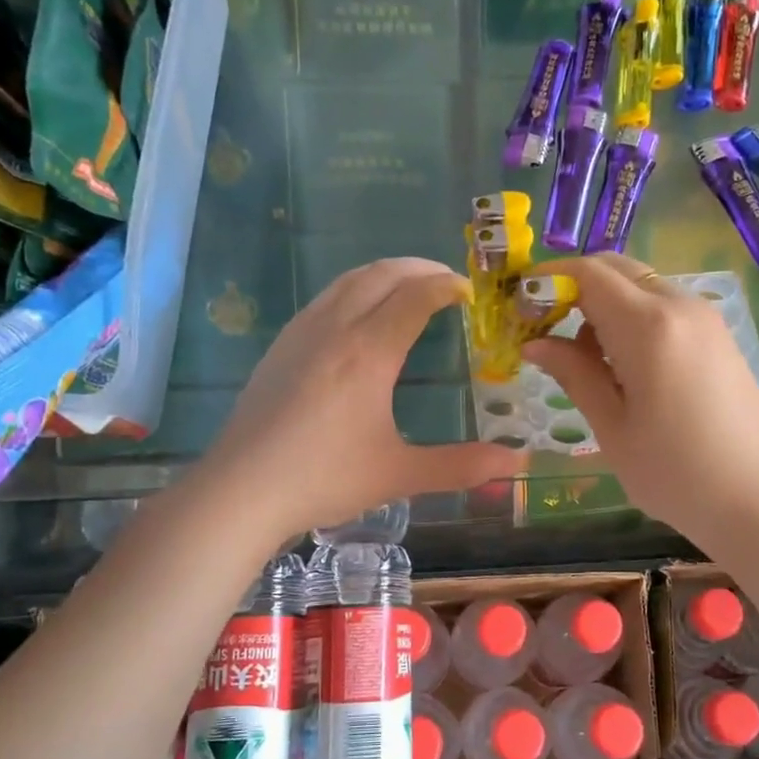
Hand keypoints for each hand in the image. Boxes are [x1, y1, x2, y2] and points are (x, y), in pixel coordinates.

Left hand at [197, 257, 525, 542]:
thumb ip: (461, 465)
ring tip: (409, 288)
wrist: (241, 490)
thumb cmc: (324, 479)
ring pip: (349, 280)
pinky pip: (325, 298)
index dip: (447, 286)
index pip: (416, 296)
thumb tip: (518, 464)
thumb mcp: (400, 474)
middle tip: (448, 281)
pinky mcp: (281, 345)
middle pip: (382, 274)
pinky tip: (360, 317)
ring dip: (385, 273)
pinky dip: (355, 289)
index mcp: (370, 352)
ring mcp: (302, 332)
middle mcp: (336, 328)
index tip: (470, 292)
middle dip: (420, 268)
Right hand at [523, 254, 758, 553]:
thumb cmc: (677, 474)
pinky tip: (624, 366)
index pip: (588, 273)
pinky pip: (664, 307)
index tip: (519, 308)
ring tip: (584, 360)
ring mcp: (706, 319)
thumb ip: (573, 373)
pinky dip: (632, 317)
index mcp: (649, 325)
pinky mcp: (719, 336)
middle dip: (573, 287)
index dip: (546, 279)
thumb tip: (535, 342)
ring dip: (603, 304)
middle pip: (616, 269)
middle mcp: (681, 306)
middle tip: (545, 330)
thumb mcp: (612, 428)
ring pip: (640, 286)